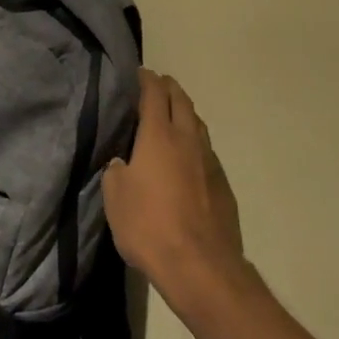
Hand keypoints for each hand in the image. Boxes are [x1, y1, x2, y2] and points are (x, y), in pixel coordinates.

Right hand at [104, 70, 247, 320]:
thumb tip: (123, 163)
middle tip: (159, 84)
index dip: (147, 79)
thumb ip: (117, 172)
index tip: (140, 72)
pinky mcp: (223, 185)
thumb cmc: (149, 227)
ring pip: (198, 125)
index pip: (154, 94)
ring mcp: (210, 162)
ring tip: (175, 114)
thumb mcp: (115, 198)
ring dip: (186, 113)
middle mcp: (188, 140)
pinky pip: (207, 151)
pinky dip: (196, 142)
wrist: (201, 266)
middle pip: (182, 102)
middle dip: (170, 88)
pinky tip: (189, 156)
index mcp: (159, 136)